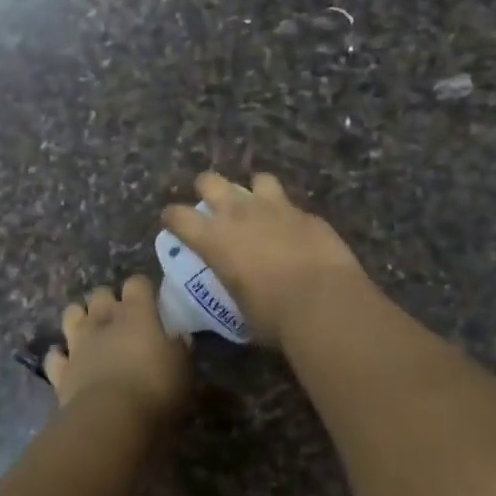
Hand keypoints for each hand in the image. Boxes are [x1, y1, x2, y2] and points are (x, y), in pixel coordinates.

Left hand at [44, 276, 192, 420]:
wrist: (110, 420)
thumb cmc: (155, 389)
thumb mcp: (183, 369)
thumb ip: (179, 349)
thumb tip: (179, 338)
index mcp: (137, 314)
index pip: (137, 283)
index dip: (143, 288)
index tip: (152, 300)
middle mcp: (104, 321)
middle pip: (101, 293)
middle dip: (109, 300)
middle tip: (121, 318)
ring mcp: (78, 344)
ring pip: (72, 314)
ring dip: (80, 317)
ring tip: (91, 330)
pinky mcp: (61, 371)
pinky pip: (55, 356)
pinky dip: (61, 356)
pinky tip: (68, 362)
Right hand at [160, 172, 366, 347]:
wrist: (324, 302)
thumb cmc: (273, 316)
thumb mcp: (238, 309)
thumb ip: (232, 291)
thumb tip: (235, 296)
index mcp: (214, 238)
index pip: (179, 216)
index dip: (172, 218)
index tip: (172, 223)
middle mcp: (240, 214)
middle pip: (210, 181)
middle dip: (206, 189)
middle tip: (211, 205)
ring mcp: (276, 208)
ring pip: (258, 180)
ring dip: (254, 192)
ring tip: (258, 208)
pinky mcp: (307, 214)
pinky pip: (292, 206)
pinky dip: (288, 216)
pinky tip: (294, 233)